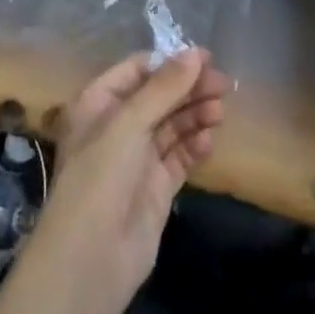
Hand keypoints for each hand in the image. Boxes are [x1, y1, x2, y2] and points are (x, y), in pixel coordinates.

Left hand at [36, 49, 230, 313]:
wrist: (91, 260)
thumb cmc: (101, 176)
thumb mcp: (129, 123)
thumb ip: (164, 88)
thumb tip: (195, 53)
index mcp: (99, 103)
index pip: (138, 70)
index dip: (170, 62)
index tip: (205, 58)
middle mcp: (117, 126)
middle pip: (159, 96)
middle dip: (189, 88)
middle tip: (223, 85)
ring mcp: (137, 158)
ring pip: (172, 125)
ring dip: (195, 115)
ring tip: (220, 112)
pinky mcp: (156, 188)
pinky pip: (179, 157)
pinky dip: (194, 146)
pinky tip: (209, 141)